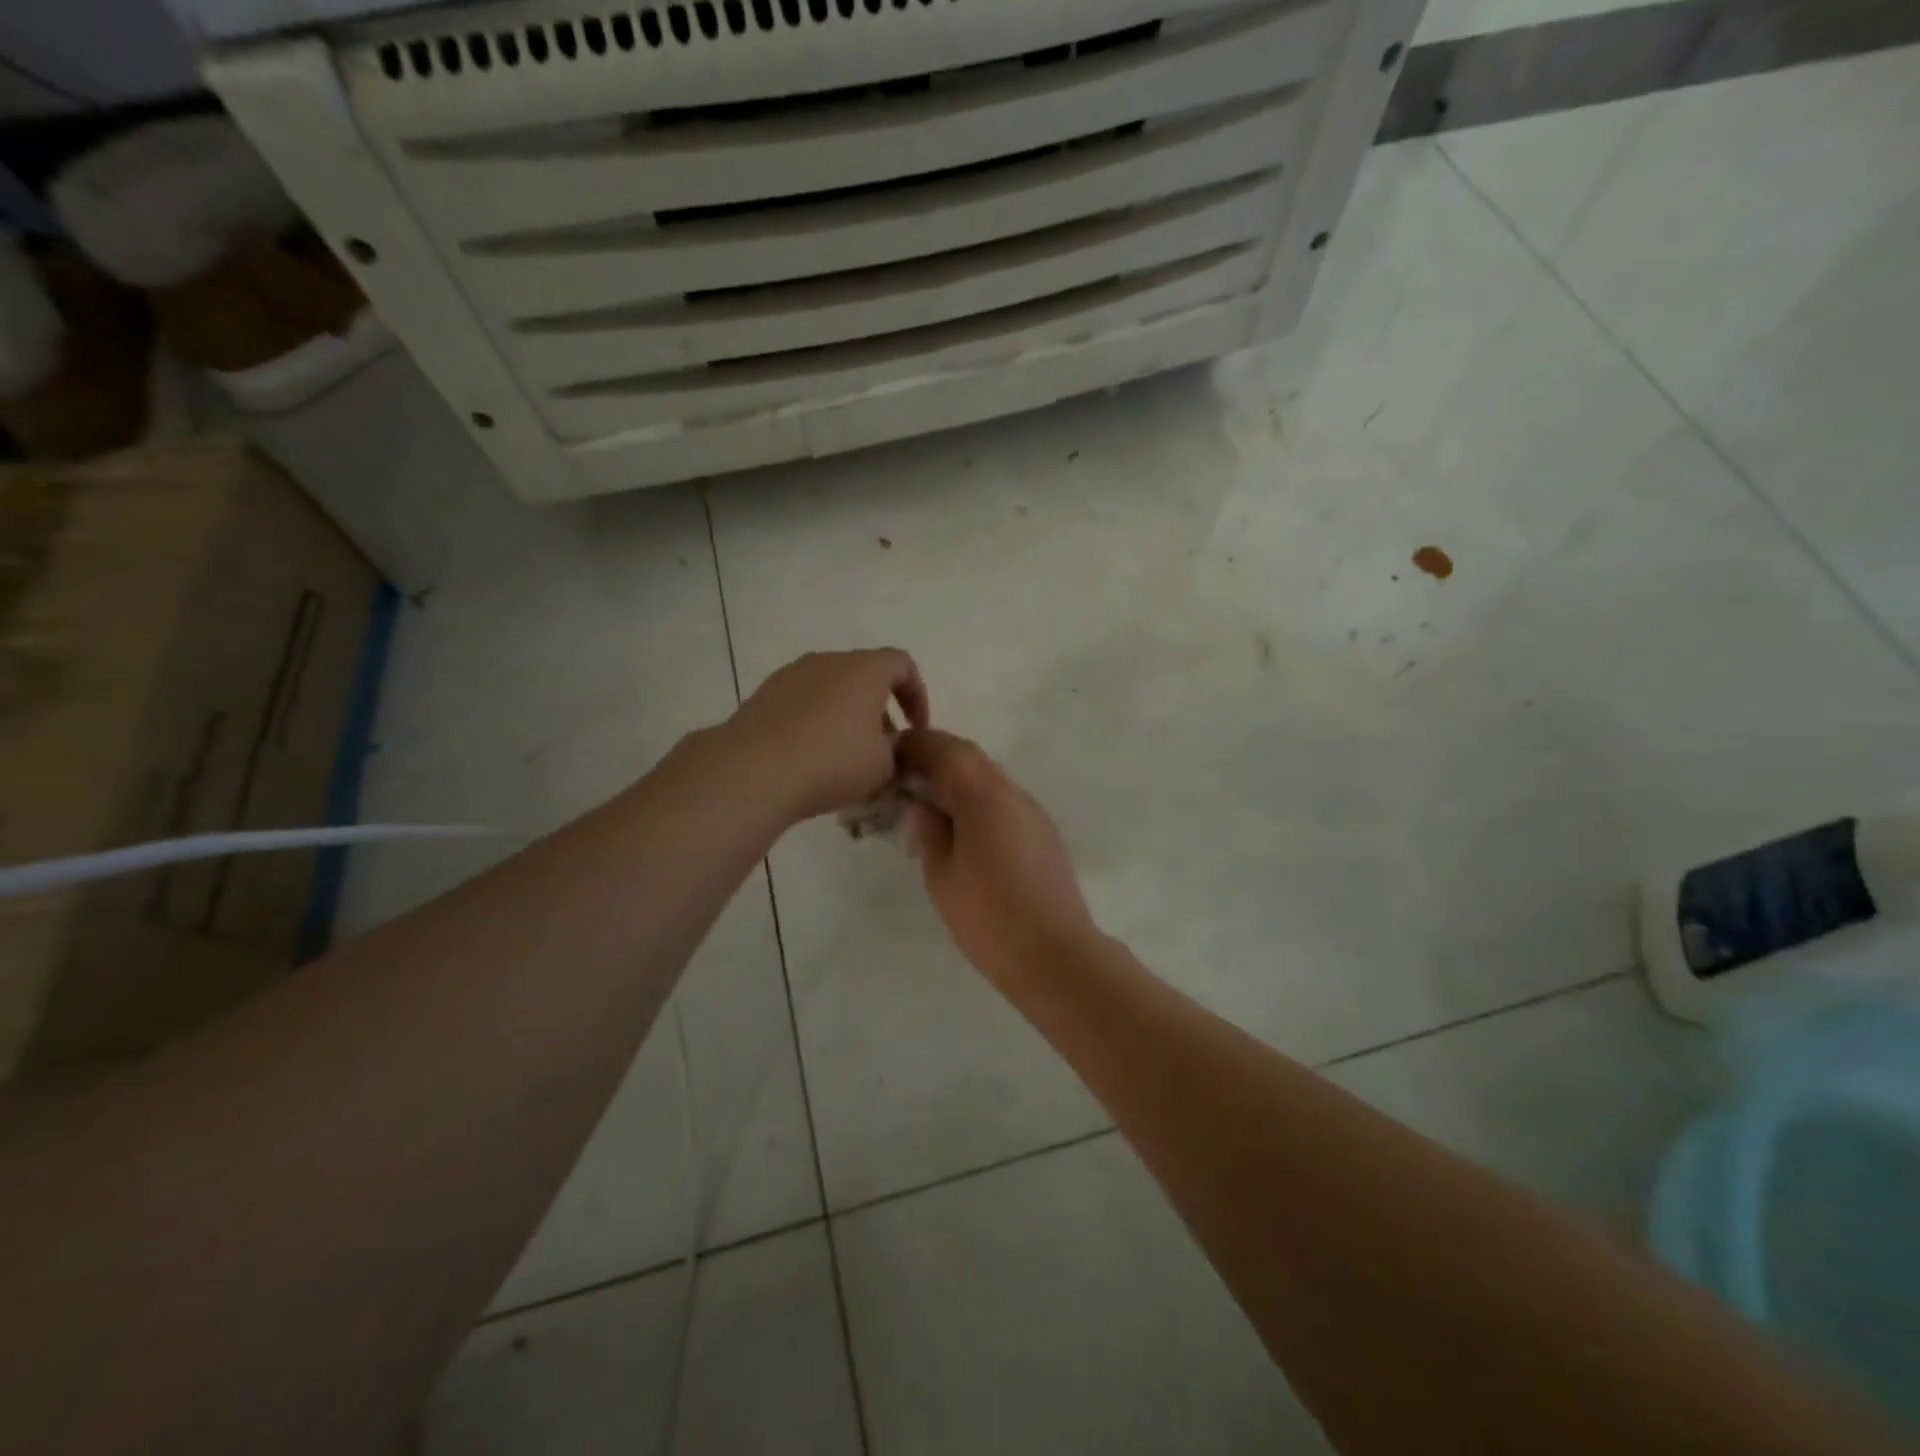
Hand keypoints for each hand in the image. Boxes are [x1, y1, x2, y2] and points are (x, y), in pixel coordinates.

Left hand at [727, 649, 928, 824]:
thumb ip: (897, 752)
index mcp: (865, 669)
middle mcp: (828, 661)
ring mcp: (792, 675)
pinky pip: (803, 703)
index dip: (917, 695)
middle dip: (880, 709)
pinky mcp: (764, 695)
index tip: (917, 730)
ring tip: (847, 756)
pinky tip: (813, 757)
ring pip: (831, 689)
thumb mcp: (884, 766)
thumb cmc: (833, 761)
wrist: (754, 770)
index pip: (902, 664)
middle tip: (884, 747)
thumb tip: (889, 747)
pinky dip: (816, 723)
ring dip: (846, 716)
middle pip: (864, 675)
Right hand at [896, 729, 1099, 987]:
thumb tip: (923, 805)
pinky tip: (964, 829)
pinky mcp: (1044, 833)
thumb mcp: (942, 875)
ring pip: (990, 777)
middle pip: (970, 757)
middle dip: (936, 758)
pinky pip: (1005, 800)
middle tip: (905, 779)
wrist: (1055, 954)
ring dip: (958, 780)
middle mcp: (1012, 793)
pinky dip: (979, 800)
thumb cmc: (988, 917)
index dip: (916, 745)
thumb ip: (929, 831)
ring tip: (930, 806)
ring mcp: (1033, 812)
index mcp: (983, 796)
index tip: (891, 756)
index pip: (946, 750)